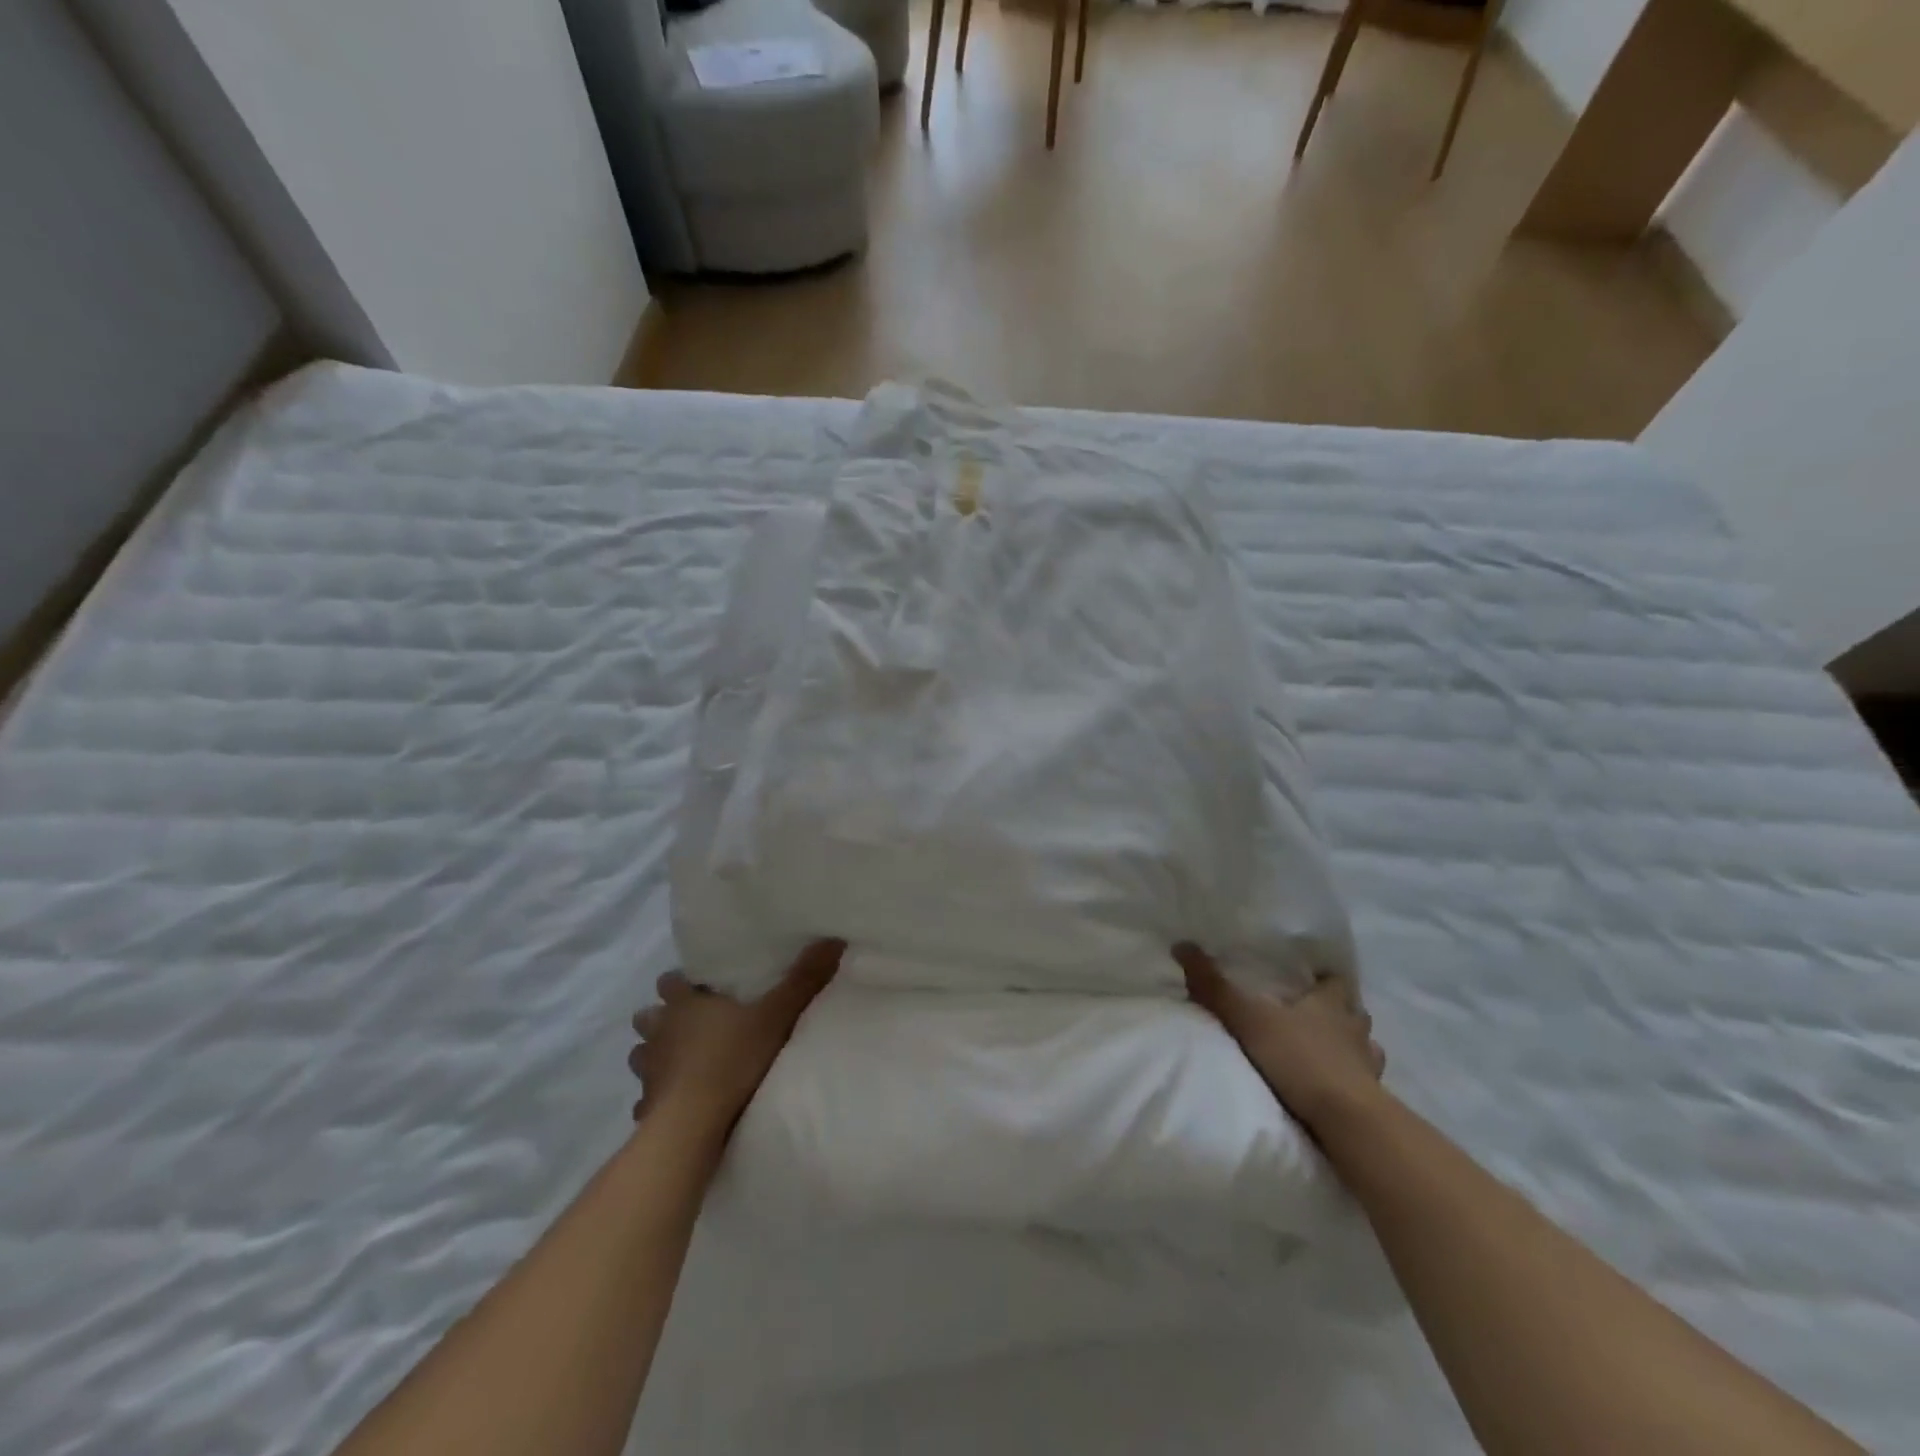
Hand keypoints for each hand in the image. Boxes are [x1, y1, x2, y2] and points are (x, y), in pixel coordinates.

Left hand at [628, 940, 844, 1138]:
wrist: (694, 1125)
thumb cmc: (731, 1060)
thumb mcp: (777, 1015)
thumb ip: (803, 980)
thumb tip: (832, 939)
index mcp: (684, 1005)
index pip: (670, 982)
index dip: (681, 983)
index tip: (700, 987)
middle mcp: (659, 1033)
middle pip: (648, 1016)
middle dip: (663, 1018)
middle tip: (691, 1025)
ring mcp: (648, 1071)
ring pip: (642, 1055)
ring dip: (657, 1056)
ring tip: (682, 1063)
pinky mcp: (646, 1107)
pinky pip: (647, 1099)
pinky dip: (657, 1099)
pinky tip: (675, 1105)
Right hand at [1175, 942, 1386, 1135]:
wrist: (1346, 1121)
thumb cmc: (1300, 1058)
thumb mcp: (1248, 1019)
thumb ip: (1215, 987)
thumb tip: (1182, 945)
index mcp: (1330, 1004)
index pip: (1336, 982)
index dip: (1325, 980)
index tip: (1311, 979)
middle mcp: (1355, 1030)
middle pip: (1354, 1014)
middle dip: (1339, 1014)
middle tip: (1313, 1016)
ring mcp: (1369, 1067)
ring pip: (1364, 1049)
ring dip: (1349, 1049)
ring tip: (1326, 1054)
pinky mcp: (1373, 1102)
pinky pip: (1365, 1085)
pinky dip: (1353, 1083)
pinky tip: (1335, 1090)